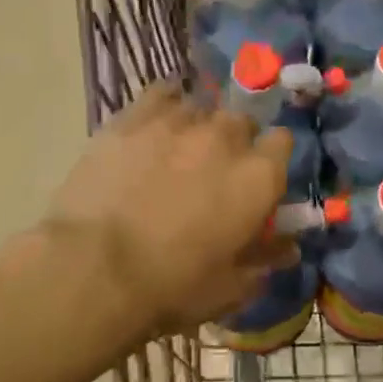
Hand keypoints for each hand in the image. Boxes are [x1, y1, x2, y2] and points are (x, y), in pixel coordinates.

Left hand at [41, 82, 295, 336]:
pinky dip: (166, 103)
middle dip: (236, 142)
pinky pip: (160, 93)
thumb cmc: (173, 286)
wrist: (93, 270)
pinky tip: (157, 122)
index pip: (283, 143)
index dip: (273, 160)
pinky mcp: (131, 119)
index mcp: (258, 178)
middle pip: (242, 122)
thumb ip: (264, 261)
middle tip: (217, 172)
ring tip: (181, 151)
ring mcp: (177, 122)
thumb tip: (289, 248)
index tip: (260, 180)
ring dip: (199, 126)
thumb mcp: (230, 287)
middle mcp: (225, 138)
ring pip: (201, 107)